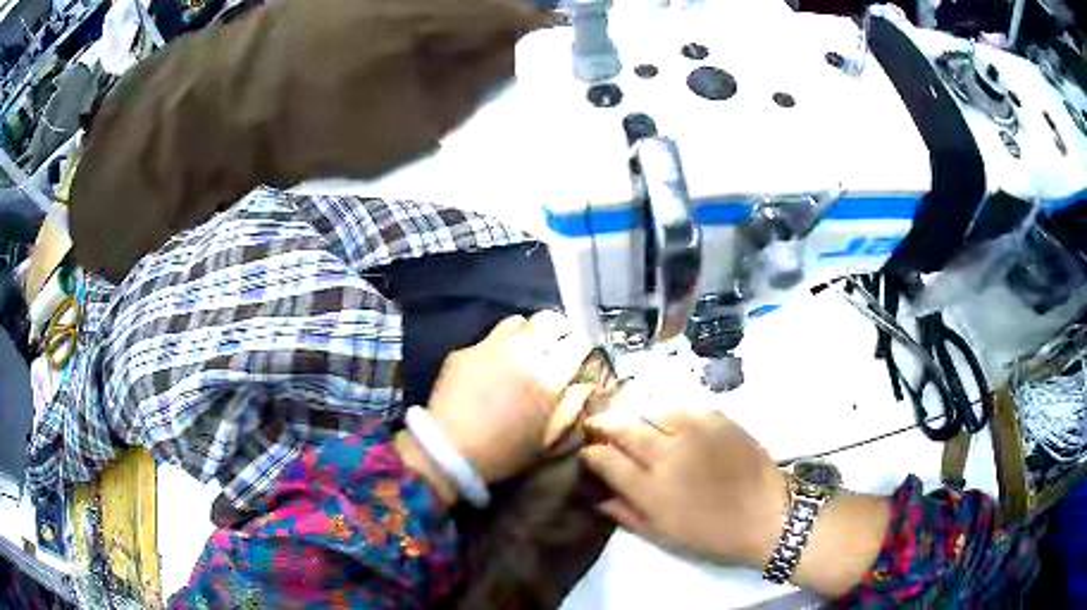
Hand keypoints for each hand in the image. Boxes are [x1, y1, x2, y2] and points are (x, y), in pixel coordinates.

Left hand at [425, 311, 594, 484]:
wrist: (449, 452)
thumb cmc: (505, 453)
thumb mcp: (549, 441)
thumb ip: (573, 408)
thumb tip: (584, 385)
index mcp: (548, 377)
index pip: (577, 344)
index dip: (580, 349)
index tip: (577, 359)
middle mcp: (522, 353)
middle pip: (549, 321)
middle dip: (557, 331)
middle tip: (555, 346)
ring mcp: (490, 347)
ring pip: (518, 322)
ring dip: (527, 334)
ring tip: (523, 351)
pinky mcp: (465, 351)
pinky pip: (488, 339)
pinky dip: (497, 348)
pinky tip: (491, 368)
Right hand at [581, 400, 787, 567]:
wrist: (768, 514)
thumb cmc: (714, 534)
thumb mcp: (665, 536)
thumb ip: (628, 515)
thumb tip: (599, 498)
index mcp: (650, 490)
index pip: (605, 460)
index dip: (590, 453)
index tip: (588, 452)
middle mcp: (666, 455)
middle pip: (622, 428)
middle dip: (602, 423)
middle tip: (595, 423)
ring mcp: (693, 432)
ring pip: (649, 409)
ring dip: (634, 414)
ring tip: (631, 420)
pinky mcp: (717, 418)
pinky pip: (682, 404)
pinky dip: (668, 409)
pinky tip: (667, 416)